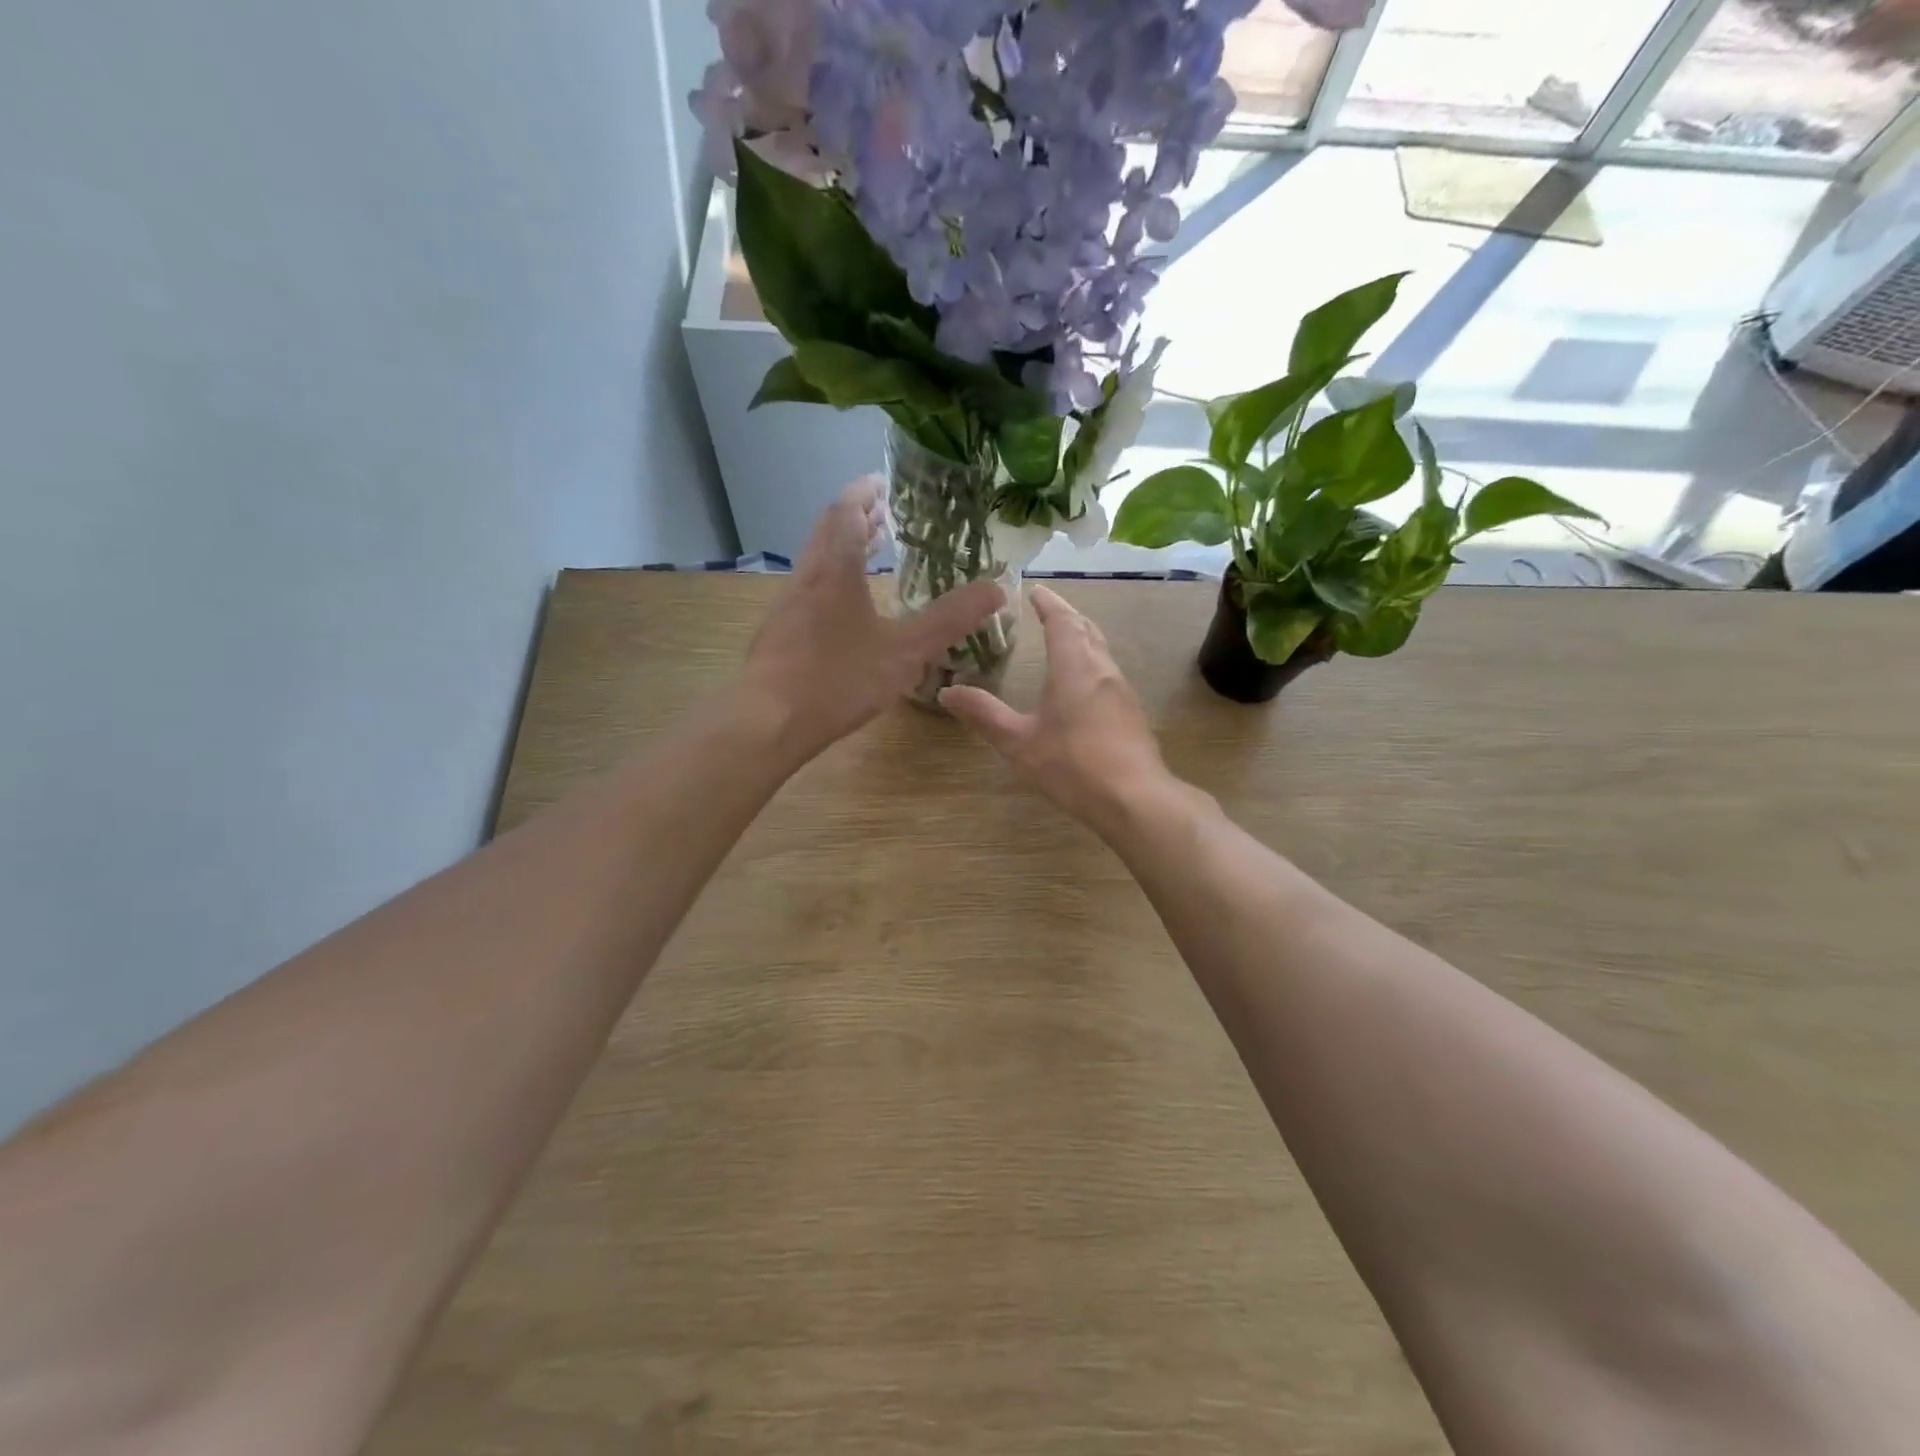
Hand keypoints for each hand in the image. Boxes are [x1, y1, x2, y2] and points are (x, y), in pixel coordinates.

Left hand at [744, 476, 1004, 759]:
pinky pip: (808, 589)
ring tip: (868, 551)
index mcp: (835, 570)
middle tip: (882, 513)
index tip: (883, 482)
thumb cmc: (839, 679)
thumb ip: (950, 620)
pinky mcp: (778, 632)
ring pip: (815, 561)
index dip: (864, 492)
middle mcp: (806, 577)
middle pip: (827, 531)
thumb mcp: (905, 651)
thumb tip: (996, 589)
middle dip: (855, 517)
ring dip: (841, 548)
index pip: (846, 511)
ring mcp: (786, 605)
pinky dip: (830, 579)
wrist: (769, 721)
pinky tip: (843, 608)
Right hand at [941, 586, 1173, 830]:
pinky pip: (1108, 674)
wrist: (1134, 799)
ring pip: (1101, 651)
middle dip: (1067, 616)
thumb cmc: (1072, 765)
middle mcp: (1102, 670)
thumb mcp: (1018, 741)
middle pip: (1086, 630)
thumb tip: (946, 692)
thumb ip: (984, 714)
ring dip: (1082, 639)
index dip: (1048, 604)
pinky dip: (1091, 664)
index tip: (1035, 591)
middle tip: (1048, 611)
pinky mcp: (1132, 714)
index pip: (1062, 621)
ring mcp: (1122, 691)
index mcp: (1074, 666)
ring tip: (1063, 642)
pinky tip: (1082, 686)